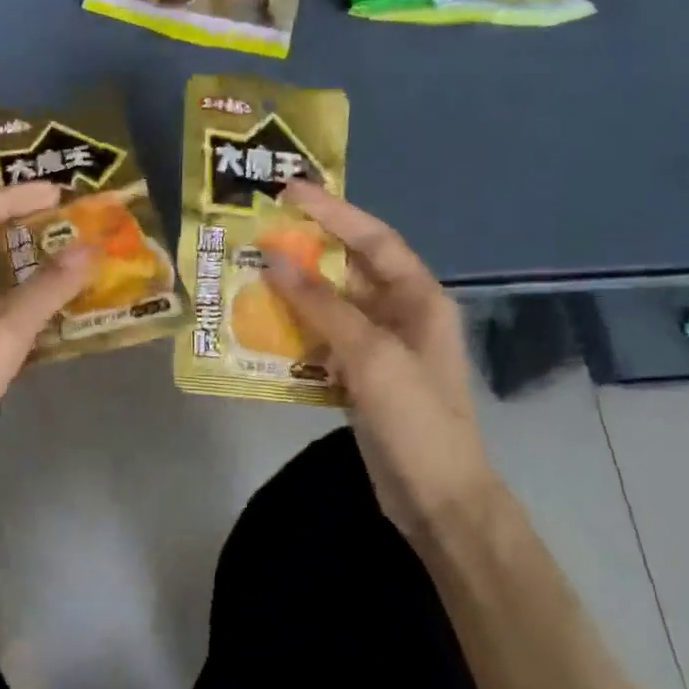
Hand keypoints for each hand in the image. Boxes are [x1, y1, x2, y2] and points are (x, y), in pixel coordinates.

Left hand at [0, 180, 95, 486]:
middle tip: (66, 226)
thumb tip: (88, 249)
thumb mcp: (4, 337)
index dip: (14, 197)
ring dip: (19, 264)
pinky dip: (10, 297)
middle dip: (21, 226)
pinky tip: (40, 312)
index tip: (58, 194)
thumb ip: (46, 292)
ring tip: (63, 263)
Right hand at [263, 180, 499, 537]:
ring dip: (295, 293)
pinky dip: (297, 332)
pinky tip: (264, 329)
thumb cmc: (415, 418)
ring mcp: (381, 348)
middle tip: (258, 235)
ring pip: (332, 306)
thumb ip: (322, 305)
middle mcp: (401, 314)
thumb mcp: (371, 355)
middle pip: (349, 269)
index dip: (333, 212)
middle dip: (306, 252)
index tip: (289, 192)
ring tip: (250, 276)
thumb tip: (275, 260)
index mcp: (419, 298)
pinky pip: (324, 341)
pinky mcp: (362, 377)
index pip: (372, 239)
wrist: (437, 496)